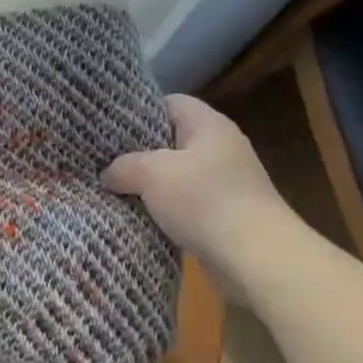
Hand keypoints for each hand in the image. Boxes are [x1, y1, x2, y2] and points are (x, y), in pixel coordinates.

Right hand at [104, 94, 297, 306]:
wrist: (257, 260)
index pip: (170, 103)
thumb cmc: (204, 201)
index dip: (139, 111)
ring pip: (176, 175)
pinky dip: (165, 210)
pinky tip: (140, 216)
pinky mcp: (226, 215)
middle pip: (171, 139)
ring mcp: (226, 183)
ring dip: (150, 185)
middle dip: (138, 151)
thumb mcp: (152, 174)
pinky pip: (186, 203)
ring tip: (114, 188)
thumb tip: (108, 174)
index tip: (109, 126)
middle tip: (104, 159)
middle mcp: (221, 148)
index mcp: (209, 125)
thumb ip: (123, 166)